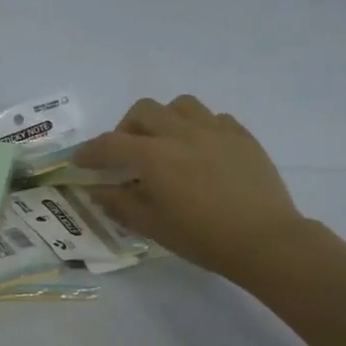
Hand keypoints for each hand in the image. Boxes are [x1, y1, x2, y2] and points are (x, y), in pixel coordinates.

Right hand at [75, 96, 305, 276]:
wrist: (265, 241)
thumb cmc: (203, 238)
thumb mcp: (152, 226)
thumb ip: (119, 203)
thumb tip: (97, 189)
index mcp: (154, 157)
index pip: (109, 144)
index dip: (89, 152)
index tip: (80, 162)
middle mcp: (181, 133)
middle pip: (143, 111)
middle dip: (126, 129)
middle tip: (126, 154)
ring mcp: (214, 129)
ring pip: (179, 104)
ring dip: (164, 119)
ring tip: (165, 143)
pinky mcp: (241, 135)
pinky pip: (212, 118)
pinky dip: (197, 128)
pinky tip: (200, 151)